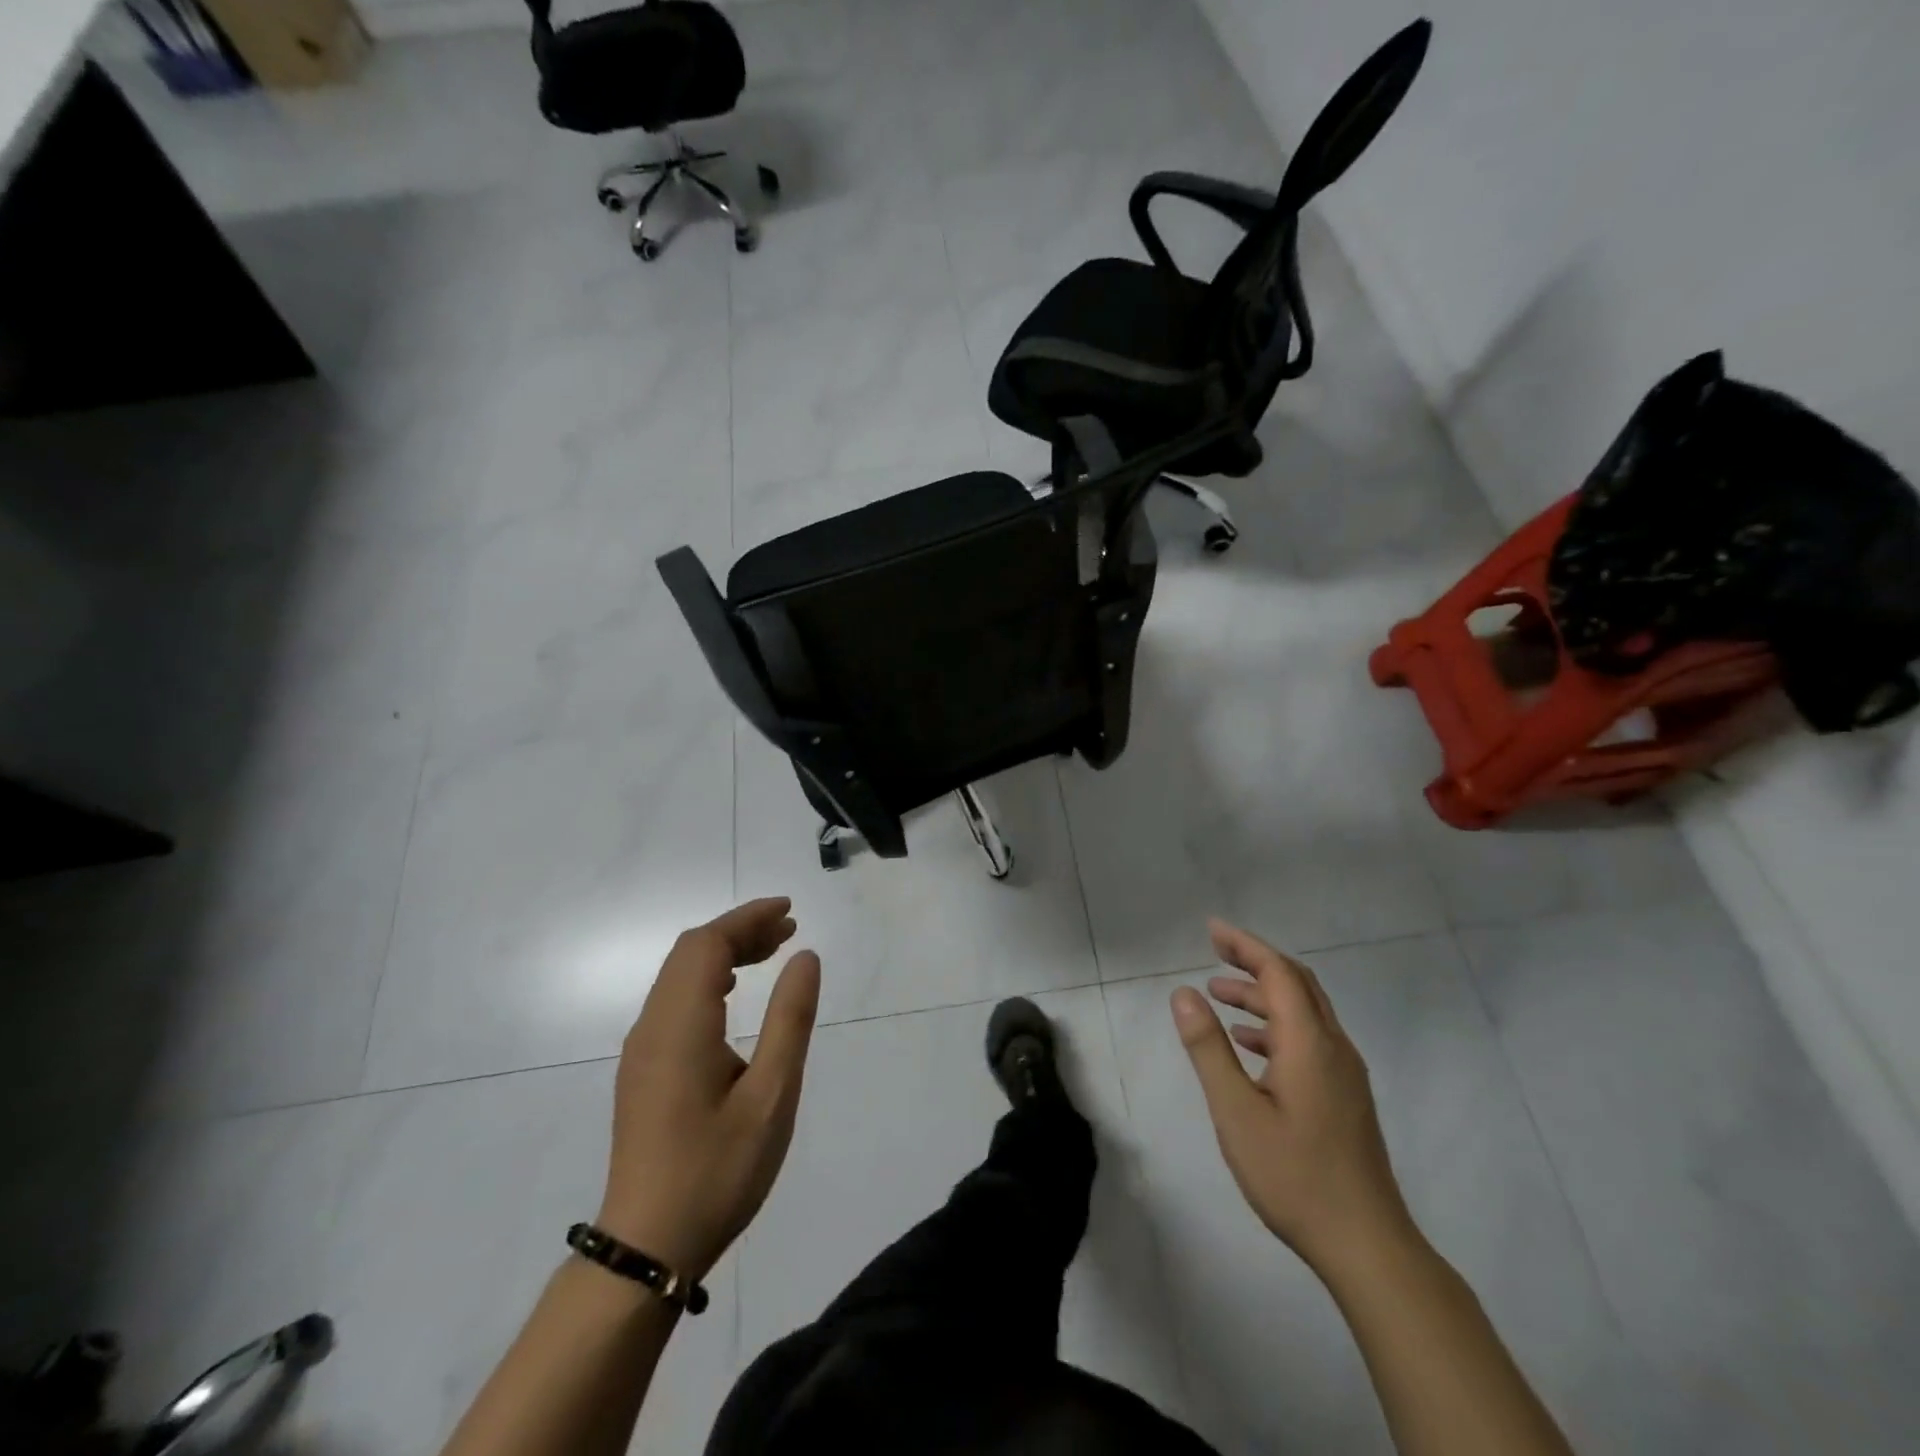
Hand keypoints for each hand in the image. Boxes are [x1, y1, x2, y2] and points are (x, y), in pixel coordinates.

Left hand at [595, 897, 820, 1282]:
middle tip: (789, 931)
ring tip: (772, 952)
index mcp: (680, 1026)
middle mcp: (652, 1026)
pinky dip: (709, 980)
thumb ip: (790, 1019)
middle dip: (739, 931)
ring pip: (680, 975)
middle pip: (691, 952)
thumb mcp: (771, 1095)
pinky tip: (735, 995)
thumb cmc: (718, 1171)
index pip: (707, 945)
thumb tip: (805, 956)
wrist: (648, 1248)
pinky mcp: (643, 1069)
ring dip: (724, 953)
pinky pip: (674, 1000)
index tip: (789, 911)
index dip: (747, 918)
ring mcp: (642, 1049)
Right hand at [1170, 919, 1412, 1276]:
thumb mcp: (1236, 1112)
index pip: (1278, 972)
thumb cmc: (1294, 1176)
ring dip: (1262, 995)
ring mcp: (1344, 1073)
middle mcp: (1333, 1047)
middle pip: (1296, 984)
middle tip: (1213, 952)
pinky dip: (1275, 1025)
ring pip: (1303, 1012)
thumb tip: (1184, 993)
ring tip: (1218, 996)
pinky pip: (1309, 1038)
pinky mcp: (1345, 1095)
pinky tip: (1248, 1045)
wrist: (1367, 1245)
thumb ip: (1209, 1048)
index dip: (1245, 945)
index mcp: (1309, 1043)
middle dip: (1255, 961)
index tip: (1211, 929)